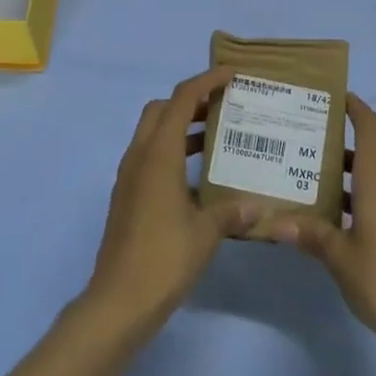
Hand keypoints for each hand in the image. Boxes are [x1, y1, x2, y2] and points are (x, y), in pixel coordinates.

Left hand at [83, 67, 262, 335]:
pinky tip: (196, 176)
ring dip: (180, 126)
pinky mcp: (127, 197)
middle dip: (190, 100)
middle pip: (161, 109)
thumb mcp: (206, 233)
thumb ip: (231, 212)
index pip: (182, 99)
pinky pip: (149, 157)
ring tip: (215, 136)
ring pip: (153, 133)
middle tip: (222, 106)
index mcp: (158, 154)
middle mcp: (139, 157)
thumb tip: (256, 206)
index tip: (231, 74)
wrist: (118, 301)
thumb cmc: (164, 259)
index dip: (206, 81)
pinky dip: (172, 151)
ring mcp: (129, 177)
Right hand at [270, 94, 375, 363]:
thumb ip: (310, 235)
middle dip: (336, 149)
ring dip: (345, 180)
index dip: (355, 107)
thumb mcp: (339, 257)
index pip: (370, 128)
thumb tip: (275, 223)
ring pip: (372, 181)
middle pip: (366, 155)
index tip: (335, 95)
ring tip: (309, 184)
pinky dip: (358, 201)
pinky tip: (334, 221)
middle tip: (302, 147)